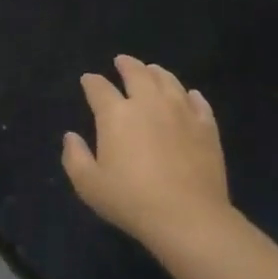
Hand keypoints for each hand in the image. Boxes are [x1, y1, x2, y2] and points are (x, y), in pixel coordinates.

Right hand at [62, 56, 232, 251]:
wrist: (188, 217)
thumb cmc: (131, 200)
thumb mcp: (89, 185)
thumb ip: (75, 157)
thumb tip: (71, 136)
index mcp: (116, 114)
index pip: (99, 88)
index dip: (91, 81)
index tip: (88, 80)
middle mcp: (148, 103)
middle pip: (137, 73)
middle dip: (126, 65)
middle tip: (122, 61)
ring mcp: (181, 112)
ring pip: (168, 81)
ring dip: (156, 73)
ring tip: (152, 70)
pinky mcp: (206, 127)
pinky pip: (198, 102)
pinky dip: (190, 94)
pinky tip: (189, 95)